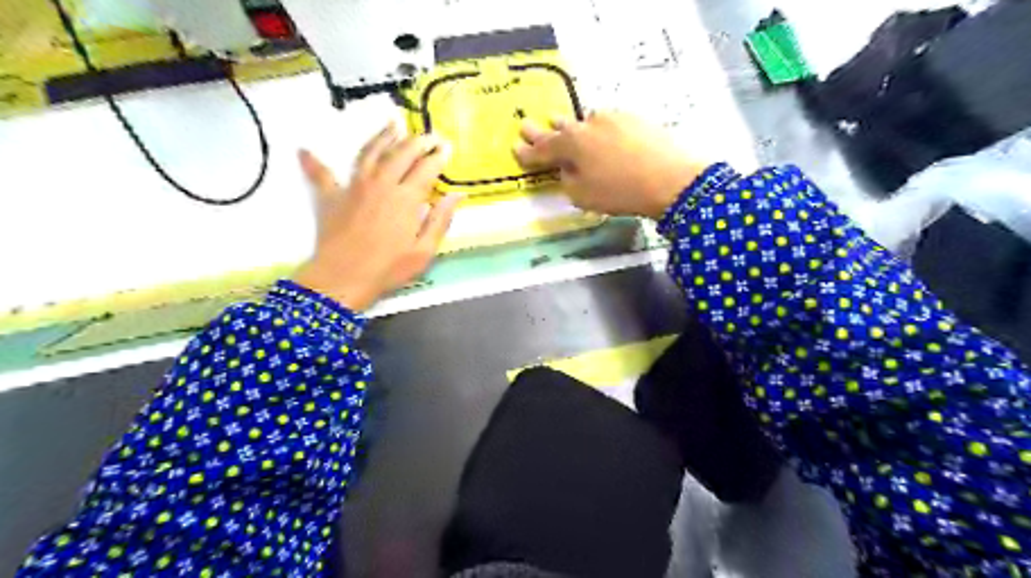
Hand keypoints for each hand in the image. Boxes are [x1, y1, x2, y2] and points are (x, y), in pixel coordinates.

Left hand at [295, 123, 463, 309]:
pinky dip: (313, 161)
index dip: (439, 156)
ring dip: (383, 135)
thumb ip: (441, 220)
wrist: (342, 279)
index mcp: (405, 198)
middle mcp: (381, 183)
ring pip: (370, 152)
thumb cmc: (388, 269)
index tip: (447, 148)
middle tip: (429, 135)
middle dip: (418, 141)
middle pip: (401, 153)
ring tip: (393, 123)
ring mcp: (353, 186)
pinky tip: (304, 150)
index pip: (426, 168)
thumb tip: (458, 195)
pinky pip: (321, 174)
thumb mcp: (424, 251)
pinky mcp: (331, 196)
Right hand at [516, 111, 710, 218]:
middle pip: (561, 128)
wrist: (671, 179)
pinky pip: (608, 125)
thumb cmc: (620, 192)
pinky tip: (603, 138)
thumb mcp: (583, 196)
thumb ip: (568, 180)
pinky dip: (600, 132)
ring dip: (573, 128)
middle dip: (544, 130)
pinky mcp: (635, 119)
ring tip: (562, 125)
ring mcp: (613, 118)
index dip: (528, 151)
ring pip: (586, 123)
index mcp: (571, 144)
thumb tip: (568, 169)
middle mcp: (588, 124)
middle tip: (526, 125)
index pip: (543, 148)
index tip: (516, 147)